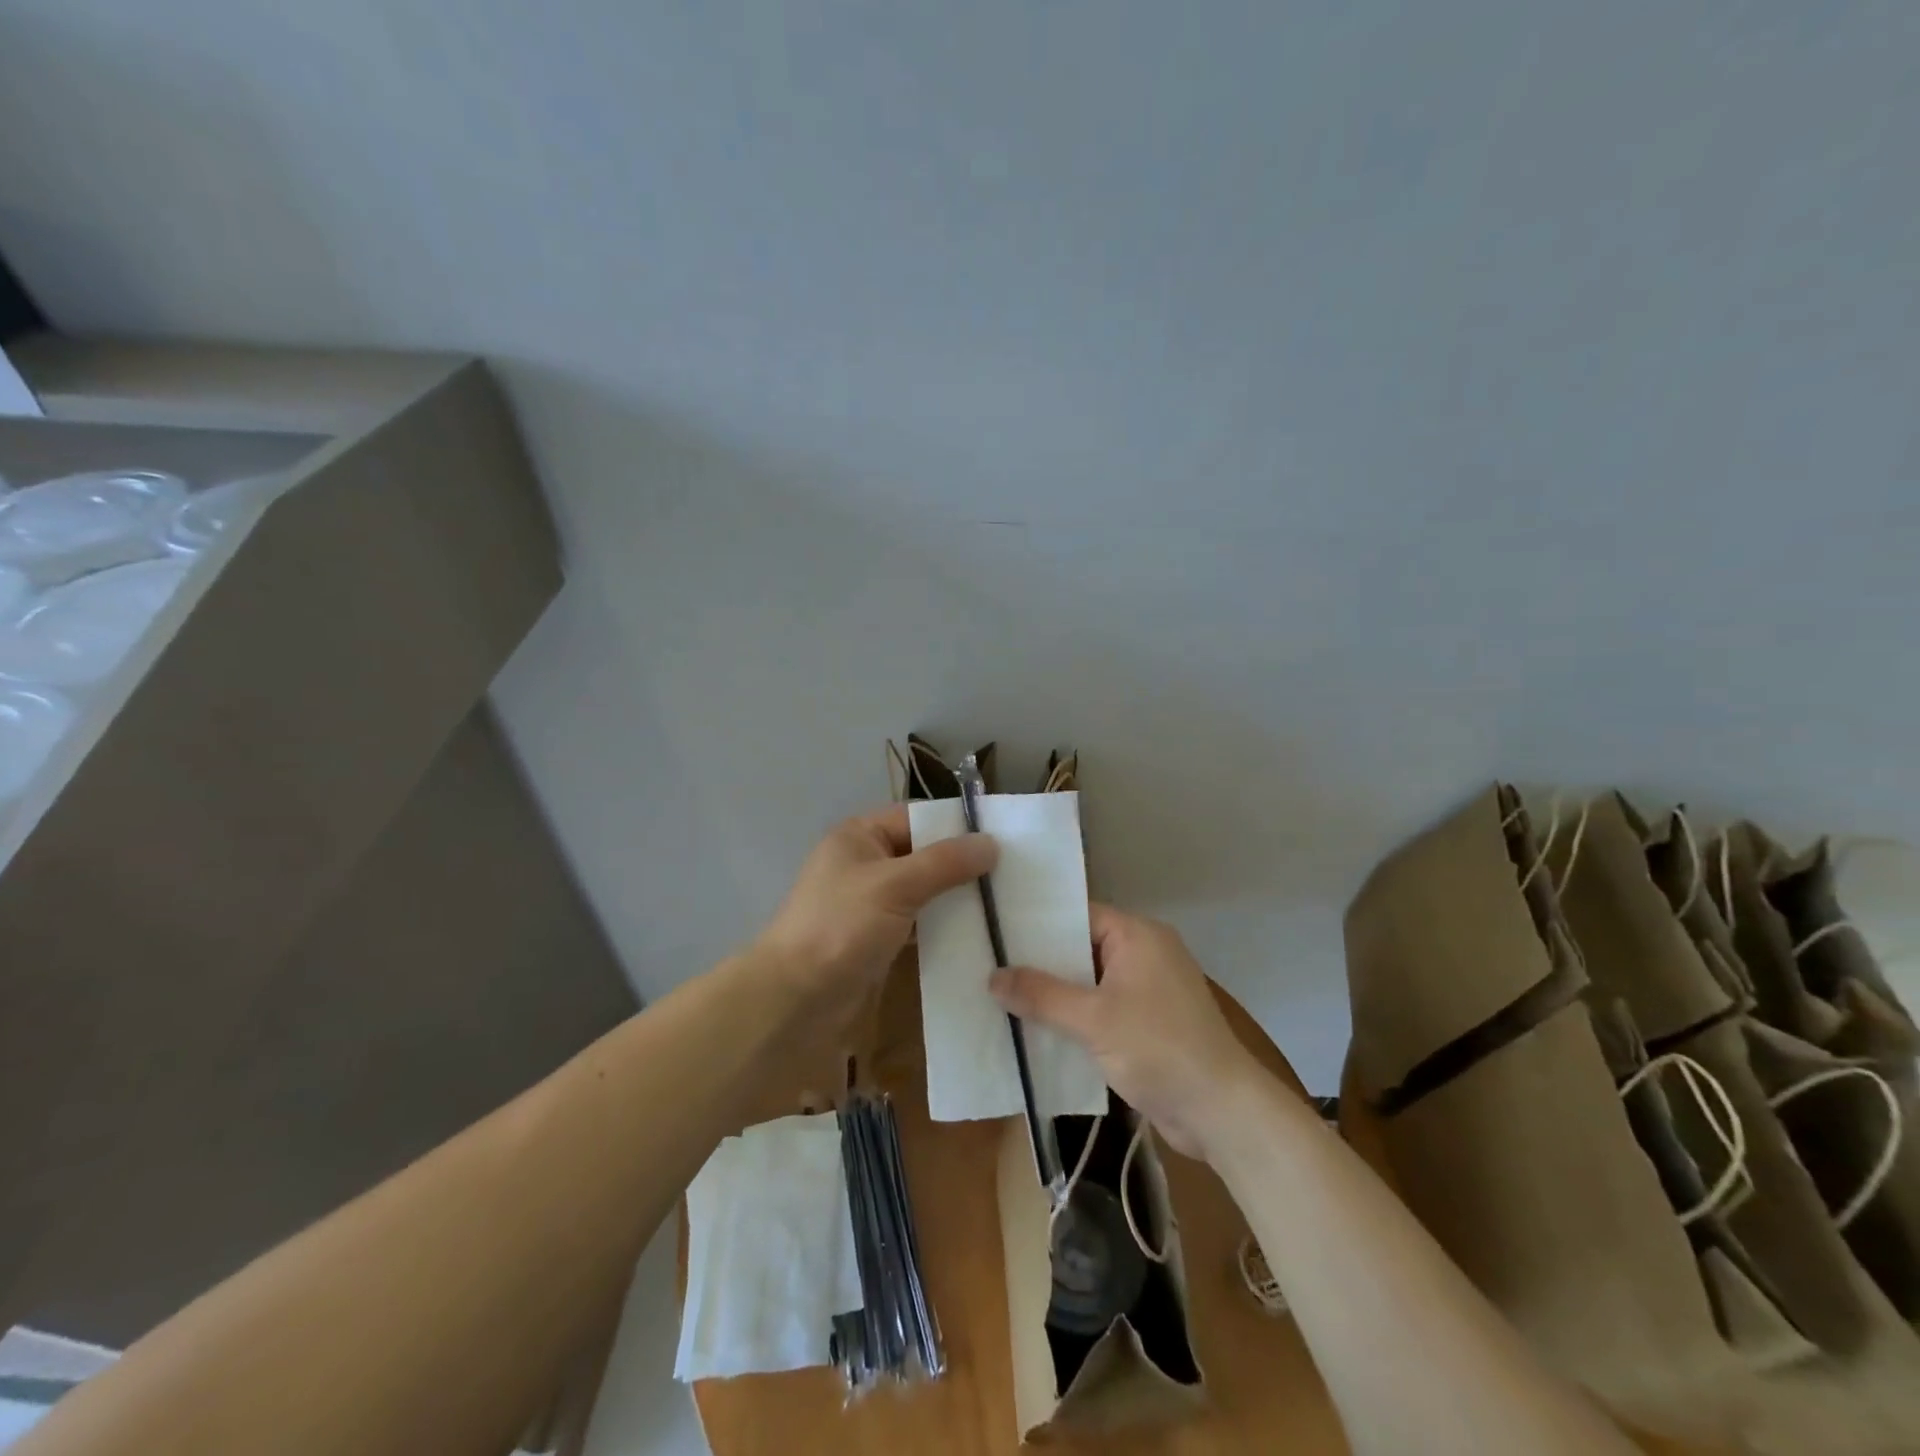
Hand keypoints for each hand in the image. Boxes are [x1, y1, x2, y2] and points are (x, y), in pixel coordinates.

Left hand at [754, 804, 996, 1019]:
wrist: (796, 1000)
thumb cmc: (841, 927)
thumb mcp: (895, 885)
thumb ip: (944, 862)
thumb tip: (991, 843)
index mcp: (860, 836)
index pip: (918, 819)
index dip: (957, 826)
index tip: (1005, 838)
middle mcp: (866, 863)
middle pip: (924, 854)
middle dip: (963, 865)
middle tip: (1013, 874)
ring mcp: (871, 903)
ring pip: (925, 891)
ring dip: (957, 898)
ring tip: (1005, 903)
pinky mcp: (878, 938)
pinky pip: (919, 922)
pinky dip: (944, 926)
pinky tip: (978, 932)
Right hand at [989, 904, 1263, 1156]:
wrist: (1221, 1112)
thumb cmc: (1159, 1048)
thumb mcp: (1093, 1019)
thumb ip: (1042, 995)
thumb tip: (993, 976)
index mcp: (1138, 935)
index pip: (1079, 915)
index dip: (1038, 924)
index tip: (997, 932)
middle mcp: (1144, 954)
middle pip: (1081, 949)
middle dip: (1040, 963)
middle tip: (989, 965)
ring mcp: (1147, 991)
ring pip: (1089, 984)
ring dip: (1055, 996)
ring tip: (1001, 997)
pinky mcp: (1147, 1025)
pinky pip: (1101, 1011)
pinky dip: (1074, 1019)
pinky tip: (1035, 1031)